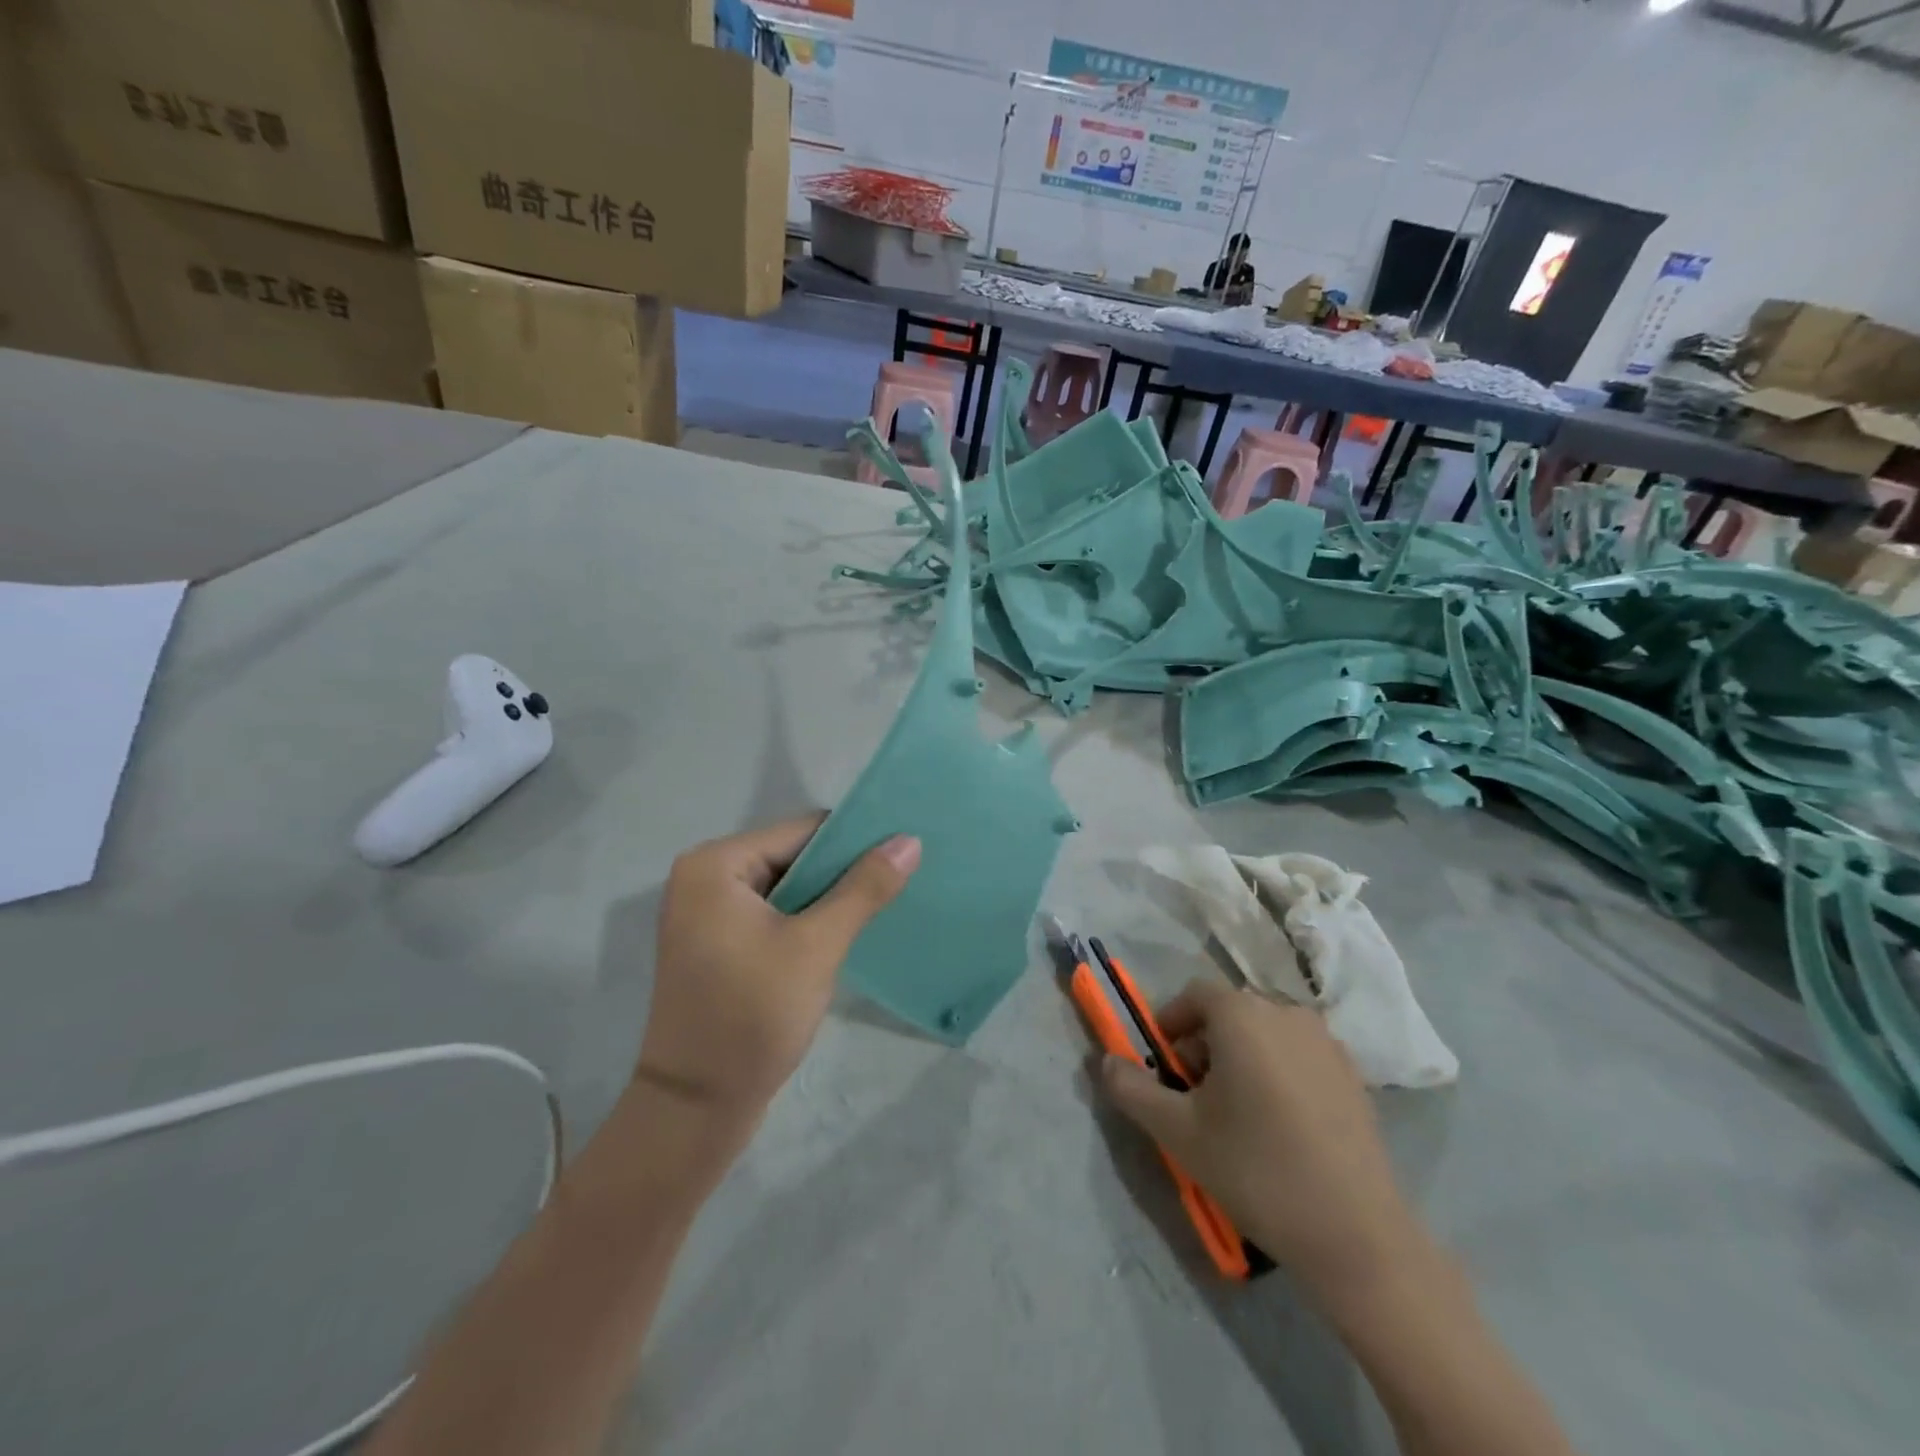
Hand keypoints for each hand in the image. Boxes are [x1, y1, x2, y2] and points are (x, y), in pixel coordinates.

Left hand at [637, 815, 919, 1135]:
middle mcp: (704, 878)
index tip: (902, 854)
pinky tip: (844, 935)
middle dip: (843, 872)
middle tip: (898, 884)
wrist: (695, 1108)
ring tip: (881, 906)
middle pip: (793, 857)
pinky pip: (772, 915)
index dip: (854, 841)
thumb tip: (909, 840)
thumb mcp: (817, 946)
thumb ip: (864, 888)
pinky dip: (807, 921)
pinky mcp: (716, 945)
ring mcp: (706, 914)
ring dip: (828, 899)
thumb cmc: (752, 1016)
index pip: (801, 831)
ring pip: (786, 888)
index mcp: (715, 864)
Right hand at [1099, 979, 1418, 1306]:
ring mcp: (1326, 1043)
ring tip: (1234, 1115)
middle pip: (1229, 1013)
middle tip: (1192, 1097)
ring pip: (1264, 1034)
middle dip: (1202, 1045)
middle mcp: (1286, 1013)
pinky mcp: (1353, 1076)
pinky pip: (1297, 1056)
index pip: (1193, 996)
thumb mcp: (1178, 1132)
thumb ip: (1132, 1089)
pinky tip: (1278, 1127)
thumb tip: (1104, 1060)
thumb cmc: (1256, 1170)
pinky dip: (1276, 1073)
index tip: (1162, 1068)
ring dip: (1239, 1058)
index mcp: (1242, 1015)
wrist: (1357, 1236)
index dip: (1169, 1024)